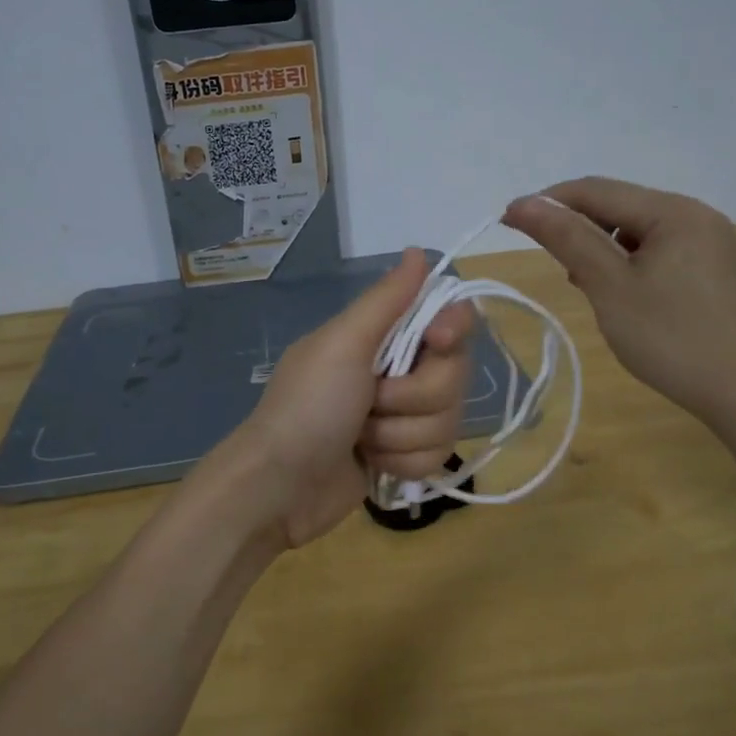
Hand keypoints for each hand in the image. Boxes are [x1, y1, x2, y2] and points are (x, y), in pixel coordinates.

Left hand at [209, 248, 473, 549]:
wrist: (280, 484)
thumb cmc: (308, 406)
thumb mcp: (343, 344)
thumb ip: (386, 299)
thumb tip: (418, 251)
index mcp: (383, 336)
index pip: (449, 320)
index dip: (452, 330)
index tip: (437, 342)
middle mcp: (399, 370)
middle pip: (454, 376)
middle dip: (413, 397)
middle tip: (372, 402)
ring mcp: (403, 416)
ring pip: (447, 420)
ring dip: (401, 434)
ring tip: (361, 437)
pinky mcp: (404, 455)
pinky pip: (436, 455)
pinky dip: (401, 461)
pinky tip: (370, 462)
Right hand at [503, 177, 735, 422]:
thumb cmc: (668, 336)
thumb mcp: (608, 285)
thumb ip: (566, 238)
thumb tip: (523, 204)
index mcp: (673, 212)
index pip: (596, 190)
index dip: (548, 202)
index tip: (508, 221)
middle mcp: (695, 214)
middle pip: (618, 206)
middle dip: (575, 225)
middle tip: (543, 256)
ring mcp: (708, 241)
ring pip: (636, 229)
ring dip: (599, 245)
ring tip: (580, 280)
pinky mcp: (711, 267)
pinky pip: (656, 249)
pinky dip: (626, 261)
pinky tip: (615, 289)